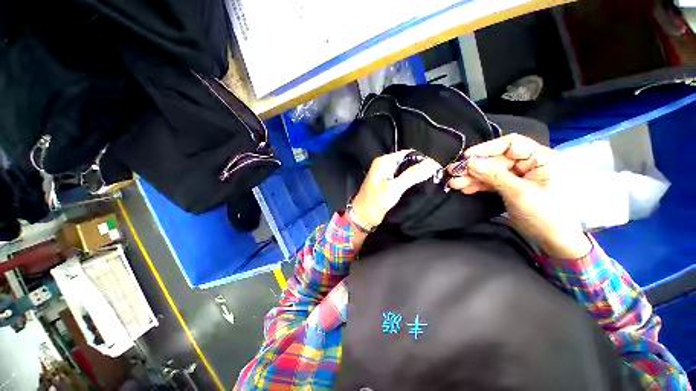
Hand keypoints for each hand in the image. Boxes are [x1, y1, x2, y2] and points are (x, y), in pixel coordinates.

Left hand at [352, 150, 440, 229]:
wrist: (363, 217)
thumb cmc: (376, 201)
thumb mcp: (395, 187)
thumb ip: (413, 174)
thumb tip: (433, 163)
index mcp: (384, 161)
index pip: (408, 153)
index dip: (422, 159)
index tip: (437, 168)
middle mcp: (385, 166)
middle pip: (407, 162)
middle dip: (420, 168)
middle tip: (436, 176)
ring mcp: (386, 176)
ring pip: (405, 172)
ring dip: (416, 176)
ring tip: (431, 181)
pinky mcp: (387, 185)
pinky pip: (402, 180)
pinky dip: (410, 183)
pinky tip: (420, 187)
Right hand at [448, 134, 591, 258]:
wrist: (554, 242)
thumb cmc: (546, 216)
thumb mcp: (519, 193)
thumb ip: (494, 176)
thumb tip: (470, 163)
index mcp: (541, 159)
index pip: (511, 144)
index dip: (487, 148)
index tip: (467, 157)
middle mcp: (529, 164)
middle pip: (496, 160)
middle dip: (474, 167)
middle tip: (453, 172)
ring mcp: (518, 177)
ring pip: (490, 172)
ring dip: (471, 177)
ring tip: (454, 183)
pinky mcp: (510, 188)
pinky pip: (490, 183)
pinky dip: (477, 185)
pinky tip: (464, 188)